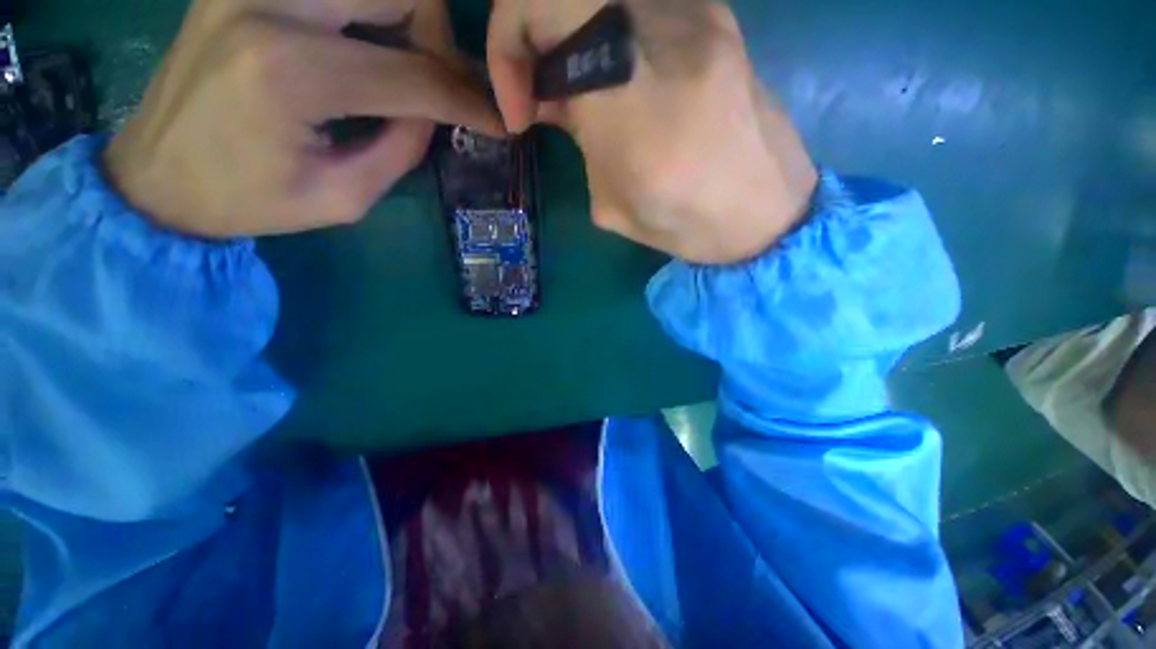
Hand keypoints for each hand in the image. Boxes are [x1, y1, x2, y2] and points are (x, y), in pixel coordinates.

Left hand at [105, 0, 502, 237]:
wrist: (154, 177)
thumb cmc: (248, 201)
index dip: (470, 101)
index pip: (416, 76)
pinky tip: (365, 46)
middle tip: (442, 83)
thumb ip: (401, 148)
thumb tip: (437, 111)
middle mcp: (271, 5)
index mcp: (291, 73)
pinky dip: (368, 12)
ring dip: (407, 18)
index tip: (500, 121)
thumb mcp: (343, 196)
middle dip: (440, 38)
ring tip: (406, 65)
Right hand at [487, 0, 817, 263]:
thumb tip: (554, 100)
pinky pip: (635, 7)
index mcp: (630, 94)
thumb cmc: (688, 223)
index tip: (521, 109)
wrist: (768, 213)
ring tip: (578, 97)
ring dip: (571, 38)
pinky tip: (616, 84)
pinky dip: (607, 36)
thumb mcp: (612, 202)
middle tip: (541, 96)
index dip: (505, 44)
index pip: (538, 0)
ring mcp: (698, 13)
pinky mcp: (717, 18)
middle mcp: (663, 29)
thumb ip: (578, 140)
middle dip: (532, 36)